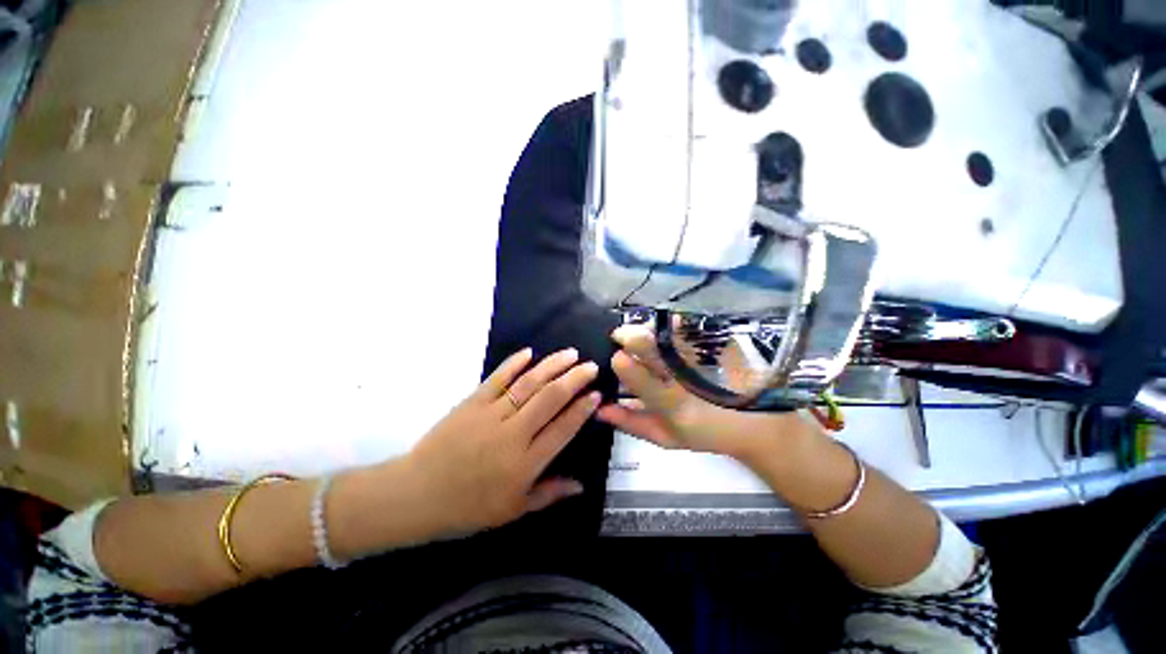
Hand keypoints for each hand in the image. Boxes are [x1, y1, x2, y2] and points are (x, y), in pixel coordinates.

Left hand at [406, 347, 600, 536]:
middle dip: (574, 380)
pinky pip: (496, 379)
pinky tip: (530, 352)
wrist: (416, 495)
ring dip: (551, 366)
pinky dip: (513, 364)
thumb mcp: (513, 511)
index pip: (562, 429)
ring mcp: (490, 415)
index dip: (582, 410)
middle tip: (591, 366)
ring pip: (528, 384)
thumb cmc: (467, 508)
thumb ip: (549, 494)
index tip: (597, 394)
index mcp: (525, 463)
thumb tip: (581, 485)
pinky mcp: (471, 403)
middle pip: (549, 399)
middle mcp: (512, 435)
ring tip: (570, 354)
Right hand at [596, 325, 814, 465]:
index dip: (627, 368)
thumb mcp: (665, 436)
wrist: (757, 424)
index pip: (646, 385)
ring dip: (650, 330)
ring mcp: (708, 365)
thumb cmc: (705, 433)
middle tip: (620, 334)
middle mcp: (690, 385)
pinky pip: (694, 331)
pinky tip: (667, 323)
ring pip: (672, 339)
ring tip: (638, 330)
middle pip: (657, 353)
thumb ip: (630, 422)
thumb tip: (599, 408)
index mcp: (675, 410)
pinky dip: (676, 324)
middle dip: (634, 339)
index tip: (615, 355)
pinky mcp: (723, 350)